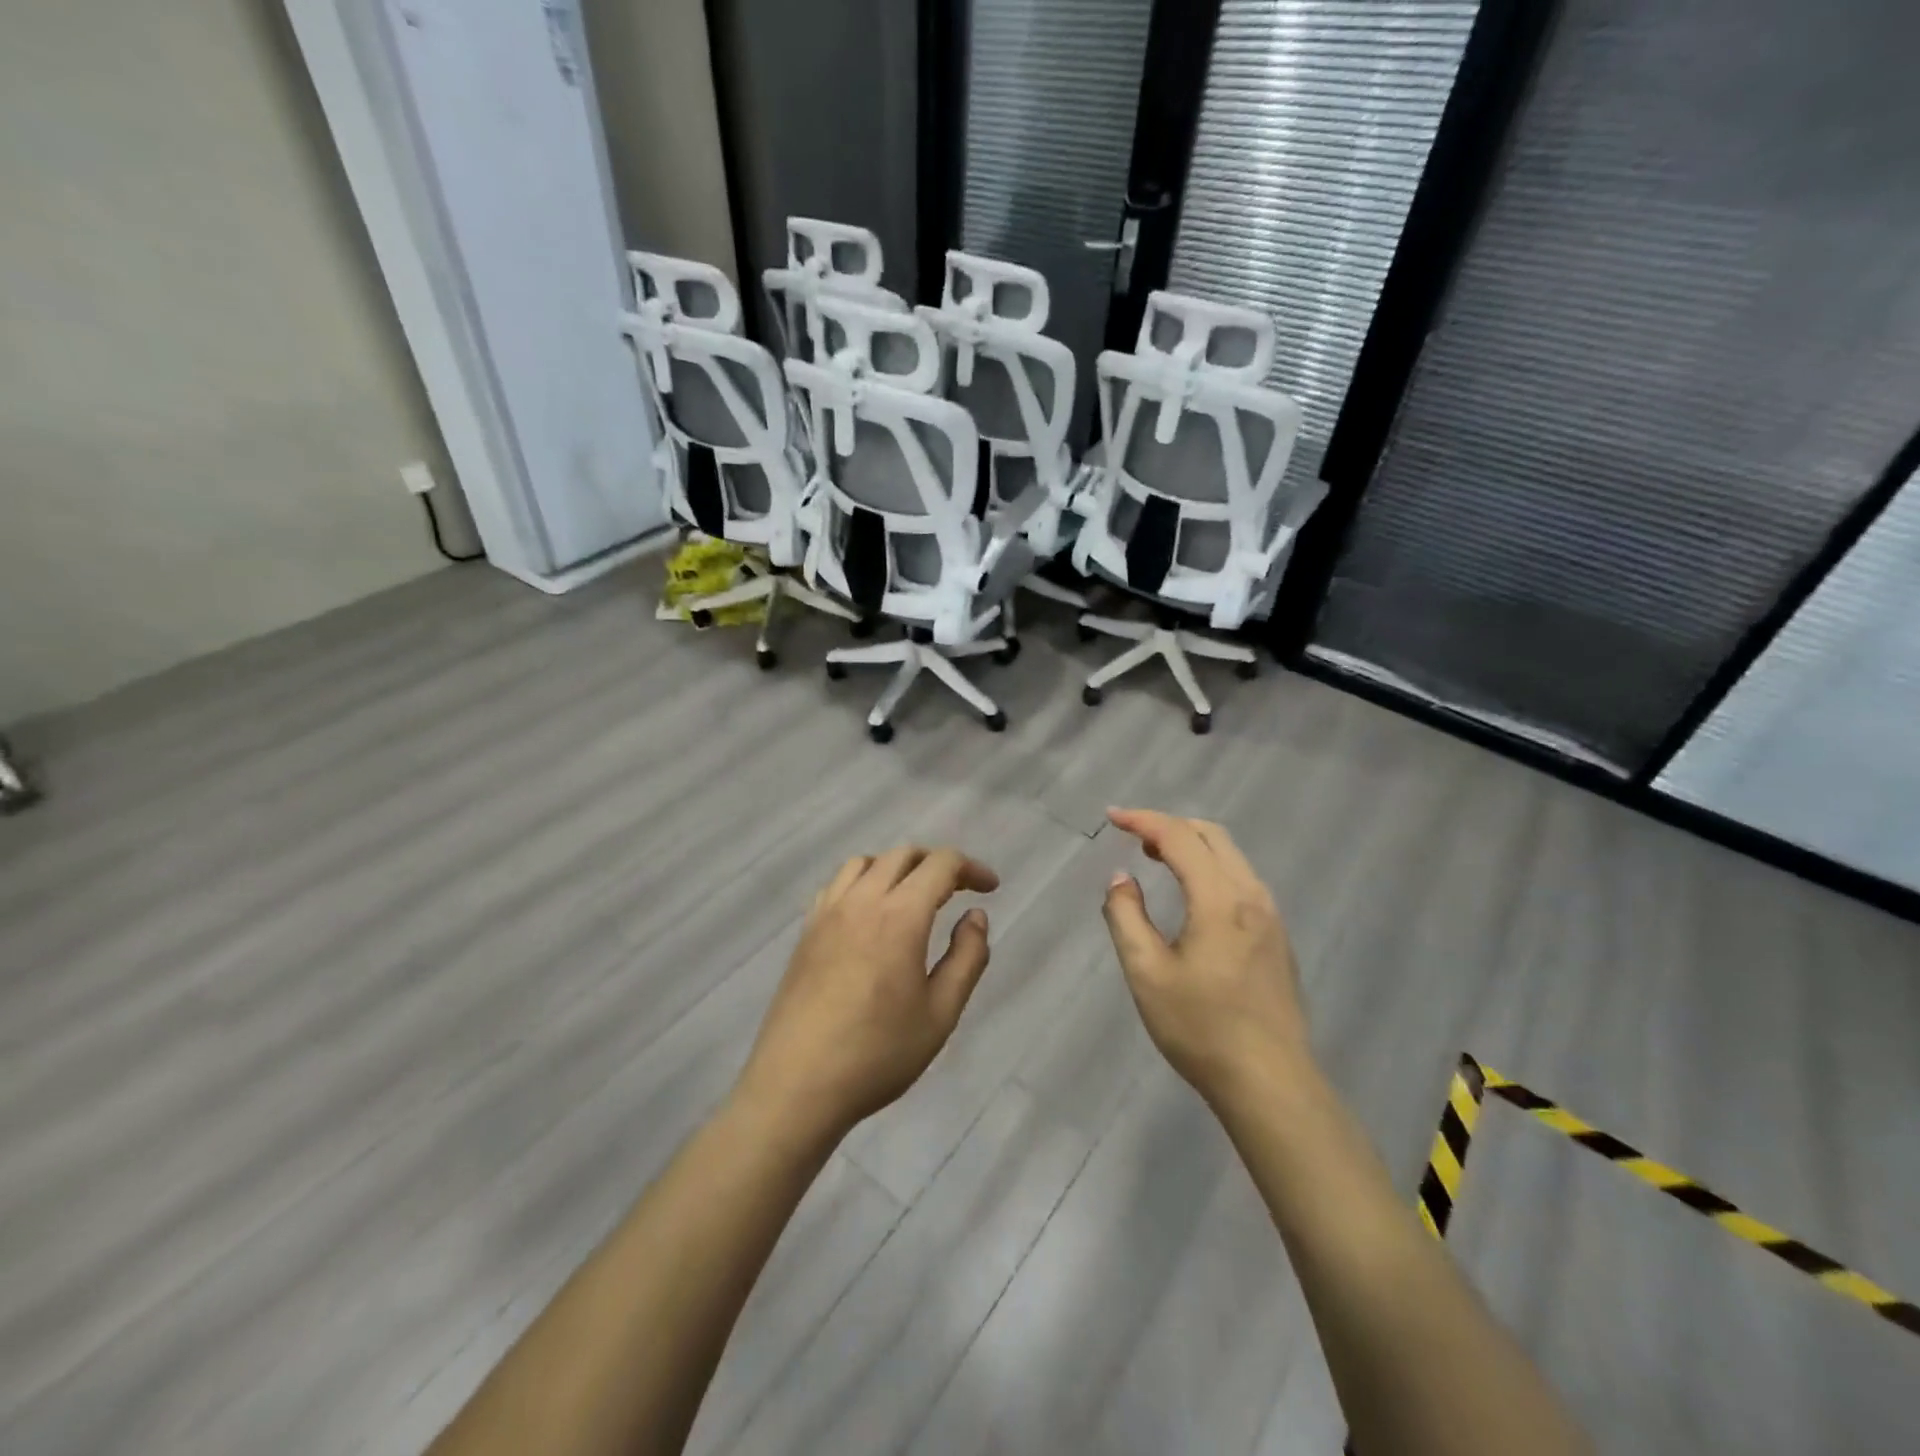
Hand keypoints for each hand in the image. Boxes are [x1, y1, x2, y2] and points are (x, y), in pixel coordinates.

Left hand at [735, 846, 998, 1140]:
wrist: (797, 1085)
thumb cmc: (878, 1054)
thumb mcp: (941, 1013)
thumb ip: (967, 957)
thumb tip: (975, 916)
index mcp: (900, 916)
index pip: (940, 865)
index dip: (971, 868)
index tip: (990, 889)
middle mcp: (861, 901)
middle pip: (903, 855)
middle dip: (937, 864)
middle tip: (958, 891)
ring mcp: (827, 913)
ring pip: (865, 863)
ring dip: (897, 867)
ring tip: (913, 897)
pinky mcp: (806, 931)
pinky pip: (837, 885)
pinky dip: (862, 882)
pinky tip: (869, 914)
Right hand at [1101, 808, 1312, 1107]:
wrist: (1270, 1082)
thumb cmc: (1200, 1028)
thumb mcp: (1146, 973)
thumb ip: (1126, 917)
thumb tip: (1122, 879)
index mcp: (1219, 899)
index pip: (1178, 837)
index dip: (1142, 820)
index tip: (1111, 817)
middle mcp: (1251, 895)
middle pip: (1211, 835)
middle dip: (1169, 825)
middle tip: (1133, 837)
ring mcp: (1270, 915)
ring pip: (1230, 855)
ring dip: (1192, 845)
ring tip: (1156, 858)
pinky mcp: (1277, 936)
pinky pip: (1240, 879)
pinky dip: (1210, 867)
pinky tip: (1191, 894)